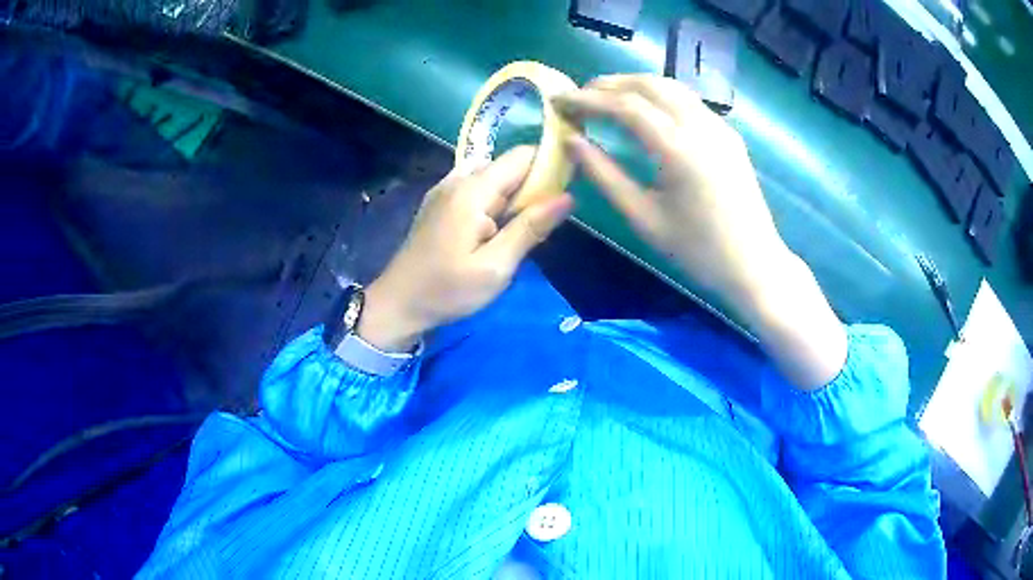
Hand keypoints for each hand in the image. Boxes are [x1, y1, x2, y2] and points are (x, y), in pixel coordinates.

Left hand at [357, 146, 572, 351]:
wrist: (398, 303)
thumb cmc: (447, 290)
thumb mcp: (496, 266)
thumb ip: (530, 228)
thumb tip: (568, 197)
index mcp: (473, 190)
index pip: (523, 156)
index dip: (550, 165)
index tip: (568, 190)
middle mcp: (458, 178)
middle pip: (509, 165)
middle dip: (533, 186)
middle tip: (541, 225)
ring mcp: (445, 188)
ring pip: (494, 176)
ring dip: (514, 196)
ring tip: (519, 230)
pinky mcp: (440, 201)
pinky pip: (477, 187)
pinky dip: (495, 201)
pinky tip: (494, 230)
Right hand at [554, 74, 845, 388]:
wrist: (755, 265)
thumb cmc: (697, 251)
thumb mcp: (643, 218)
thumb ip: (605, 175)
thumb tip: (572, 142)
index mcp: (678, 148)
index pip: (625, 105)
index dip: (587, 98)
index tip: (558, 100)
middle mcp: (700, 126)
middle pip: (648, 84)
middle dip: (609, 84)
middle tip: (579, 96)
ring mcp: (719, 126)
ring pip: (670, 87)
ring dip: (634, 85)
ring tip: (606, 98)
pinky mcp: (728, 134)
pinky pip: (688, 101)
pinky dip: (658, 95)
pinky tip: (645, 110)